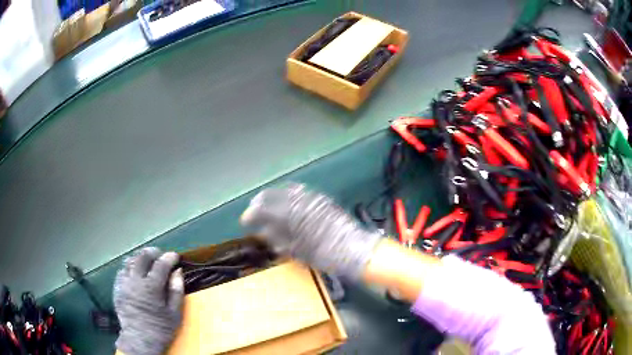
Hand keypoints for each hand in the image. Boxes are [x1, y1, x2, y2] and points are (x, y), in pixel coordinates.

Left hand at [114, 248, 183, 354]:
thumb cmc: (160, 328)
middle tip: (160, 254)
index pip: (160, 264)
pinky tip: (135, 273)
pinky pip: (122, 271)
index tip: (175, 256)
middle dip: (152, 252)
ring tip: (146, 262)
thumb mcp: (175, 313)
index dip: (169, 257)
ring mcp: (124, 283)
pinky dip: (130, 268)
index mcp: (151, 287)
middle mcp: (135, 281)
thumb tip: (178, 271)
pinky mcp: (117, 288)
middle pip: (142, 257)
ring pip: (129, 261)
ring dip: (139, 258)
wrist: (140, 339)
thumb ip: (176, 290)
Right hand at [241, 184, 380, 279]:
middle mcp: (300, 201)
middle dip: (260, 203)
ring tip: (268, 209)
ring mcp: (312, 198)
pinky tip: (287, 206)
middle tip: (254, 213)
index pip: (264, 208)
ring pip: (285, 191)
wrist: (355, 249)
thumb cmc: (325, 255)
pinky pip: (301, 192)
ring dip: (273, 198)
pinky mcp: (322, 200)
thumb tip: (263, 231)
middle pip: (273, 195)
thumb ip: (278, 238)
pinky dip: (289, 197)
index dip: (251, 214)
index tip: (245, 221)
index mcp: (292, 214)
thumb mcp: (297, 251)